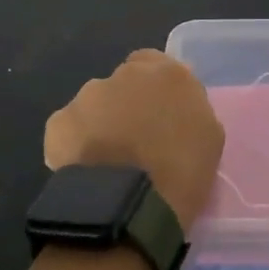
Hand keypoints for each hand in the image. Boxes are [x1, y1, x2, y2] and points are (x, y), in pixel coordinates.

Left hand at [43, 50, 224, 229]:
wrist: (131, 205)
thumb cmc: (182, 173)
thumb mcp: (209, 137)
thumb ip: (191, 110)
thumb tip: (176, 109)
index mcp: (168, 74)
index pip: (157, 63)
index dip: (155, 89)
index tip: (158, 114)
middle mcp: (126, 74)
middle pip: (124, 83)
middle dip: (127, 104)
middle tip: (134, 140)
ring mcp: (88, 95)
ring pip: (94, 105)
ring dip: (101, 123)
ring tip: (108, 161)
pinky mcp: (59, 122)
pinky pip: (69, 130)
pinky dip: (74, 145)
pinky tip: (85, 171)